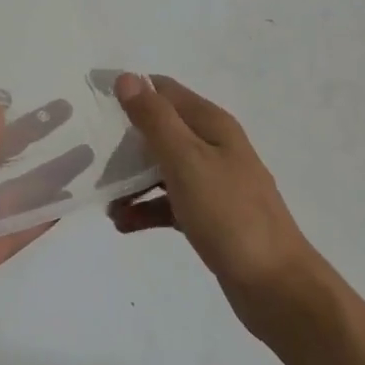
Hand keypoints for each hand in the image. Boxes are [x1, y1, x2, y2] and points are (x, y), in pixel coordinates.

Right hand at [109, 73, 327, 334]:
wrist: (276, 285)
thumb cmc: (229, 215)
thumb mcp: (187, 161)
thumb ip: (155, 120)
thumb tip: (127, 78)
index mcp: (212, 125)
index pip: (165, 91)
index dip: (131, 91)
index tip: (93, 105)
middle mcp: (213, 146)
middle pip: (161, 129)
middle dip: (125, 140)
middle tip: (89, 155)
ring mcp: (213, 182)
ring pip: (162, 168)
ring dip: (132, 178)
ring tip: (103, 198)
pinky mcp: (209, 215)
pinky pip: (169, 202)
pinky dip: (146, 208)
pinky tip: (123, 224)